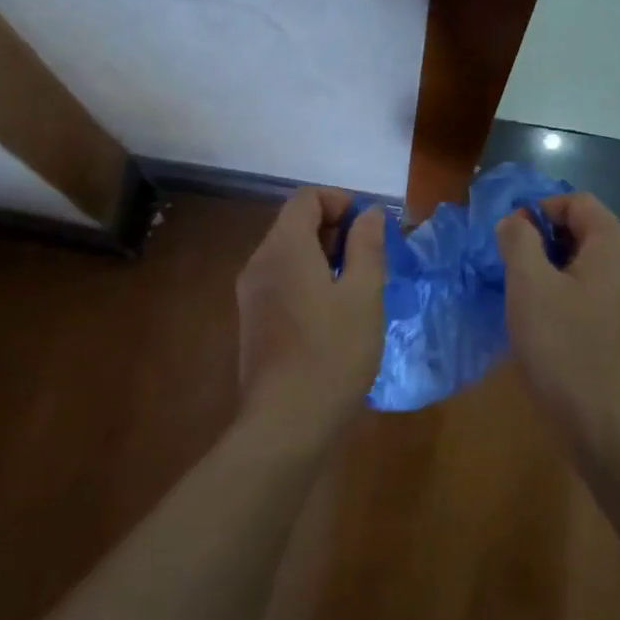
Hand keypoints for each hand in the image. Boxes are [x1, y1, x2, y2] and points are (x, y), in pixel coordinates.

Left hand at [236, 188, 386, 429]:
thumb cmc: (332, 353)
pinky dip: (308, 280)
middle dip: (334, 230)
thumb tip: (369, 214)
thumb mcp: (363, 295)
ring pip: (288, 255)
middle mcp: (259, 263)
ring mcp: (251, 294)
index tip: (369, 229)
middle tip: (368, 261)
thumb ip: (367, 247)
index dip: (341, 202)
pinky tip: (333, 314)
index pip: (306, 198)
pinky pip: (281, 282)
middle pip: (294, 224)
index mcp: (283, 248)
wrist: (286, 421)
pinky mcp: (252, 321)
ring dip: (323, 257)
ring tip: (356, 288)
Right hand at [498, 193, 619, 442]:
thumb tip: (514, 221)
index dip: (537, 211)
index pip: (575, 201)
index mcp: (614, 244)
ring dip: (546, 270)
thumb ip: (518, 241)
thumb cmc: (564, 347)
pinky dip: (561, 295)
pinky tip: (539, 323)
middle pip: (580, 230)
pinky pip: (587, 292)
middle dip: (539, 241)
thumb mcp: (529, 286)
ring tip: (518, 296)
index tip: (506, 240)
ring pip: (581, 264)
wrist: (605, 424)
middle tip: (507, 269)